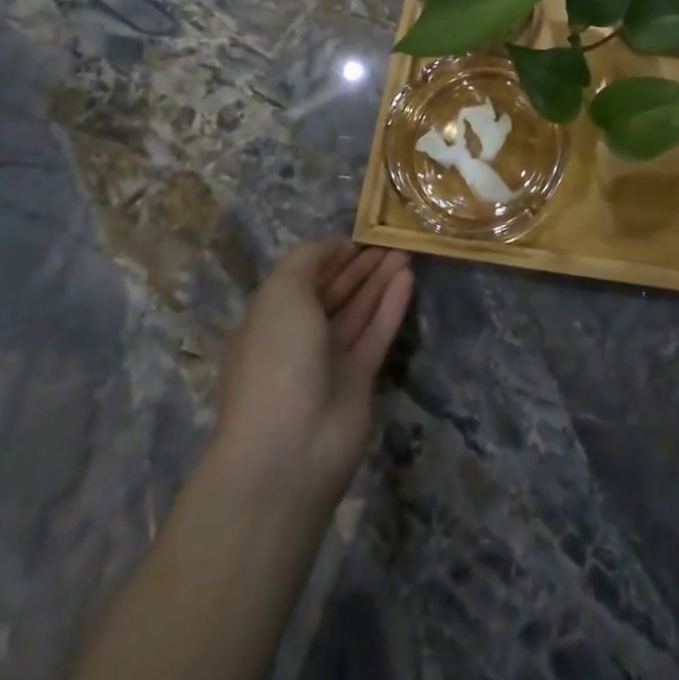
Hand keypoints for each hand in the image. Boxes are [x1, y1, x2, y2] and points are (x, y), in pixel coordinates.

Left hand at [208, 239, 413, 505]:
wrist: (289, 447)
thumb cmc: (277, 359)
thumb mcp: (282, 293)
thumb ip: (308, 259)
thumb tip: (334, 244)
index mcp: (270, 318)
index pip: (304, 278)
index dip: (331, 254)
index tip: (361, 233)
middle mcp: (298, 338)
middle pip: (334, 293)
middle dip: (360, 265)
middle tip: (393, 238)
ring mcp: (329, 361)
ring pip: (359, 310)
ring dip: (380, 280)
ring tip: (407, 252)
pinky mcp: (359, 379)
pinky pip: (377, 333)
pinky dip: (391, 305)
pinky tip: (408, 279)